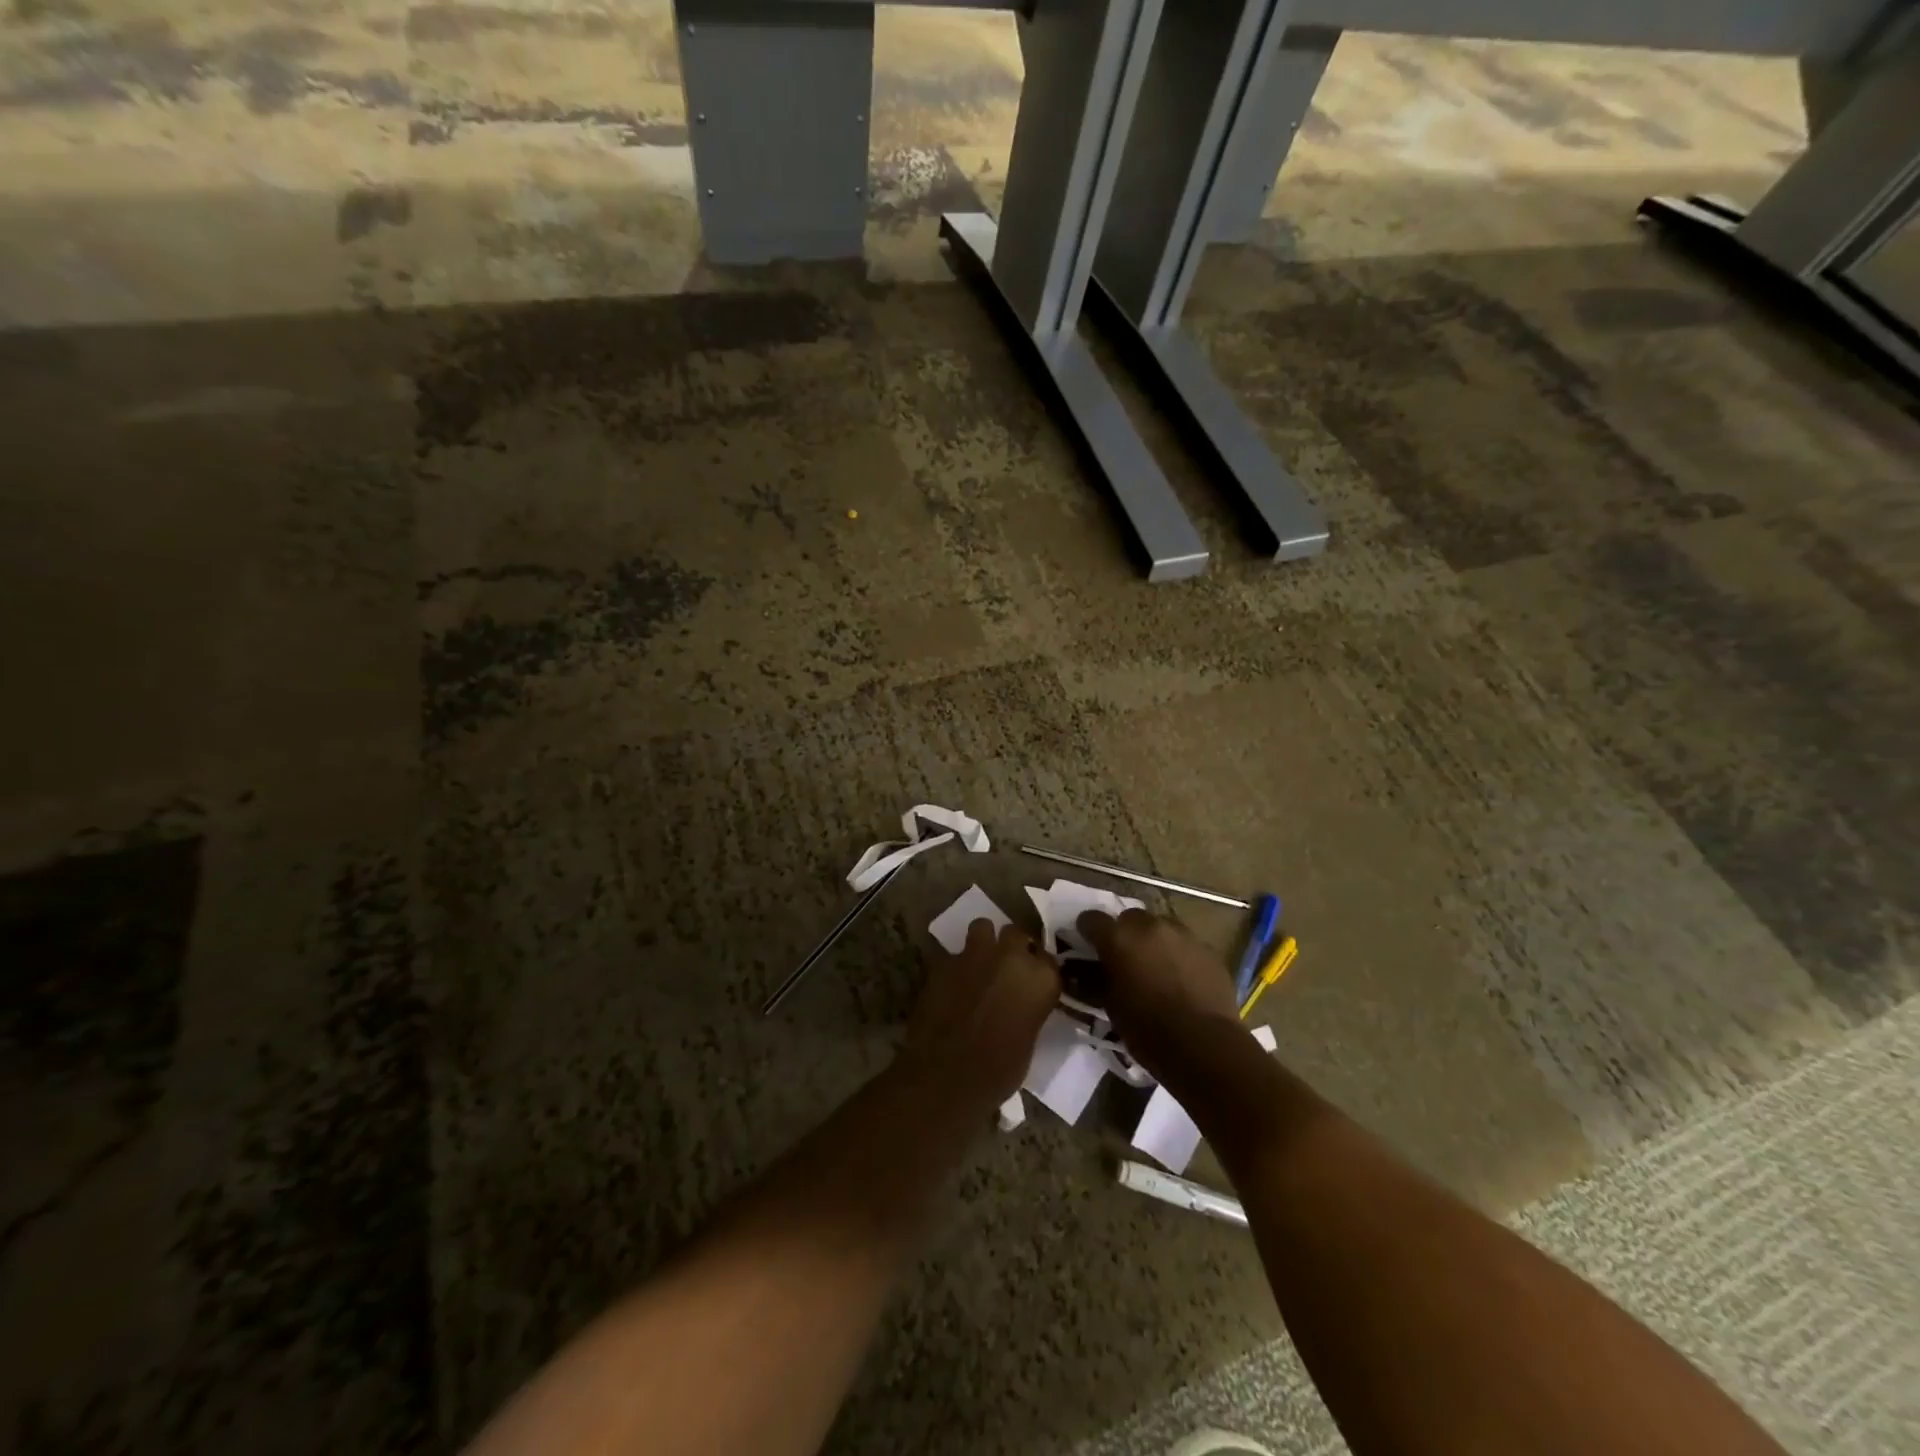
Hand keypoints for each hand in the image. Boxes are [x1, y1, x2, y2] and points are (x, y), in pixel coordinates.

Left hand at [900, 921, 1060, 1111]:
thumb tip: (1022, 1003)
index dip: (1040, 967)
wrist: (947, 1076)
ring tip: (979, 962)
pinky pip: (955, 954)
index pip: (1049, 958)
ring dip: (983, 942)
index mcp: (1040, 978)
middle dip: (1013, 946)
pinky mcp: (944, 961)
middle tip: (1007, 967)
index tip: (1034, 978)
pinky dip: (957, 965)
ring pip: (983, 927)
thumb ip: (1029, 1008)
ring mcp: (975, 954)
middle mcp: (1011, 956)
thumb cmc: (999, 1071)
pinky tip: (953, 983)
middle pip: (1016, 933)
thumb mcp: (1029, 1039)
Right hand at [1077, 909, 1242, 1075]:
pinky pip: (1186, 944)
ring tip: (1156, 967)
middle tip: (1125, 959)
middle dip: (1124, 934)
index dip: (1087, 931)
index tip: (1088, 946)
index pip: (1091, 919)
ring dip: (1153, 941)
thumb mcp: (1110, 1005)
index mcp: (1118, 938)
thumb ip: (1098, 979)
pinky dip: (1178, 954)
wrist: (1205, 1046)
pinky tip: (1182, 979)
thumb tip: (1089, 970)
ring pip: (1160, 927)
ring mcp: (1183, 934)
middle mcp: (1149, 926)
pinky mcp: (1208, 949)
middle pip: (1129, 918)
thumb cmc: (1148, 1030)